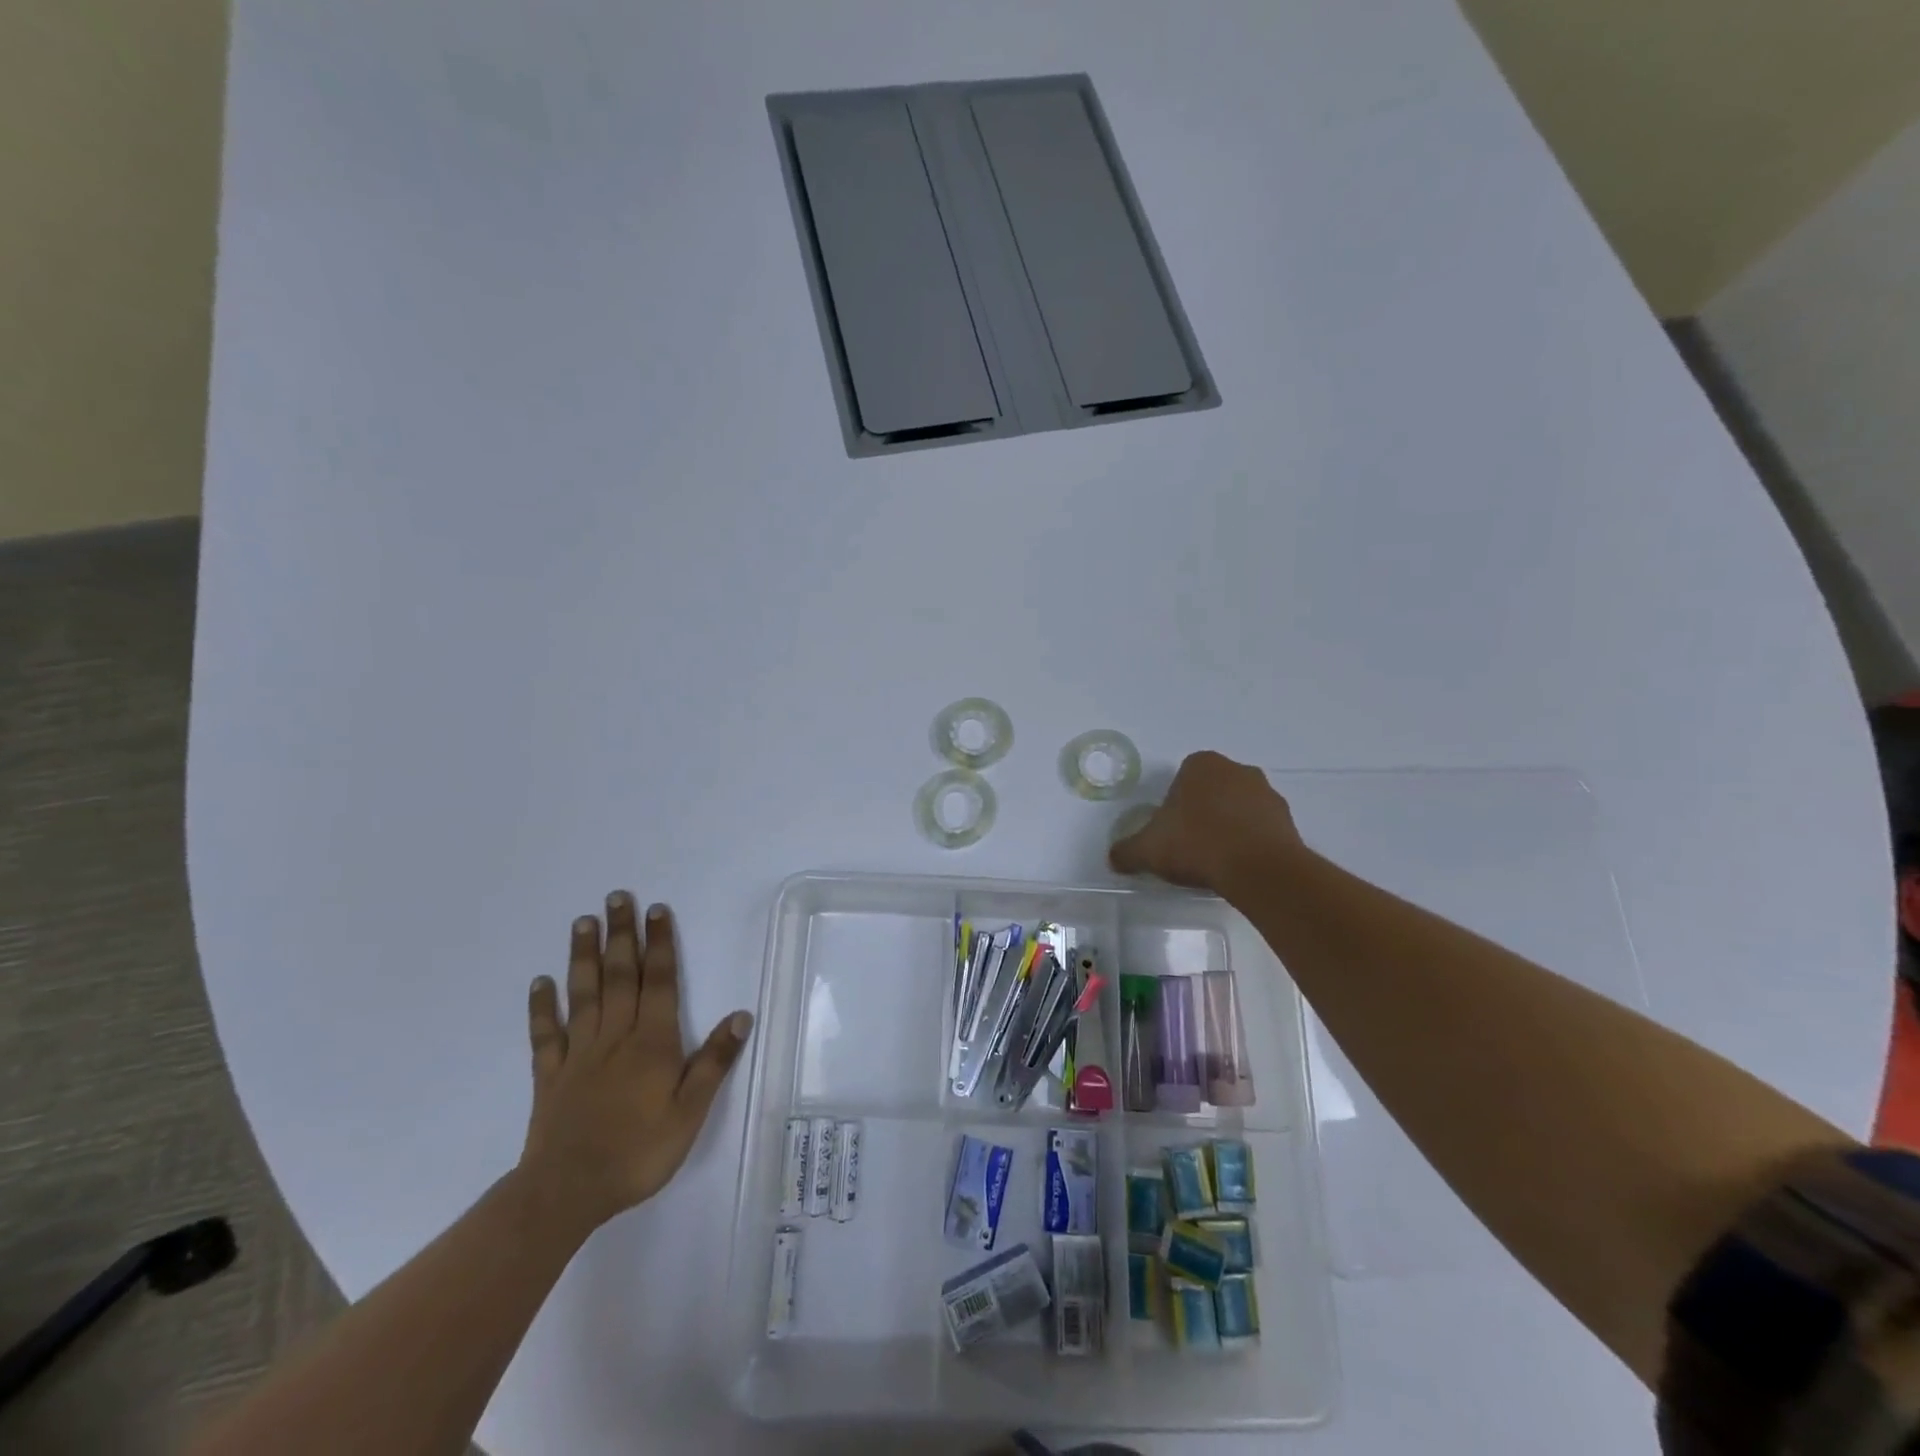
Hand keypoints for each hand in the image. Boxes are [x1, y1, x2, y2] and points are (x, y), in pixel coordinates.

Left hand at [518, 893, 752, 1233]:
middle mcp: (615, 1036)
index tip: (657, 910)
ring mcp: (579, 1054)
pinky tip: (540, 983)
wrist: (567, 1192)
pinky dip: (542, 1007)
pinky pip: (546, 1035)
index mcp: (652, 1042)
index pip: (658, 982)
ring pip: (584, 994)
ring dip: (584, 956)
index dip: (659, 944)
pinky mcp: (550, 1076)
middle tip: (617, 898)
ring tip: (583, 922)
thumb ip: (713, 1062)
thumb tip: (740, 1015)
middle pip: (620, 976)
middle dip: (621, 935)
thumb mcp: (690, 1112)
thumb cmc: (638, 1152)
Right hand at [1109, 750, 1303, 891]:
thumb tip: (1113, 858)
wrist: (1259, 869)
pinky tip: (1239, 865)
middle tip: (1190, 844)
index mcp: (1202, 765)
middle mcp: (1237, 770)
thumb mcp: (1148, 850)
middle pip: (1212, 790)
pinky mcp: (1288, 819)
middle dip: (1202, 811)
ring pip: (1239, 807)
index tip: (1170, 830)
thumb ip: (1127, 851)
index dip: (1173, 804)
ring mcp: (1267, 793)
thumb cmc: (1197, 844)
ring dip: (1229, 825)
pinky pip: (1261, 827)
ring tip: (1216, 859)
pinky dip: (1251, 841)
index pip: (1182, 778)